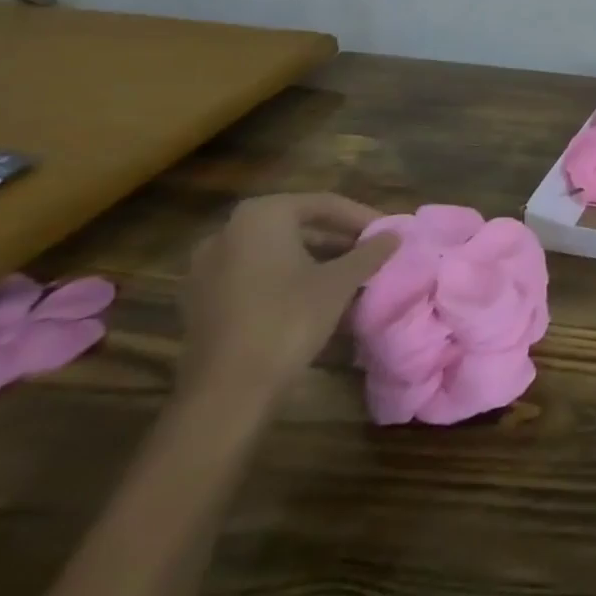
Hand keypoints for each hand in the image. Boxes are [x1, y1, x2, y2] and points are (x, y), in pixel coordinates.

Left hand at [177, 193, 396, 407]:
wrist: (227, 391)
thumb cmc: (288, 319)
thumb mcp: (340, 281)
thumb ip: (370, 252)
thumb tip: (394, 234)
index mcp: (260, 216)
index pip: (323, 204)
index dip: (361, 217)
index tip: (387, 233)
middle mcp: (227, 232)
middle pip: (296, 225)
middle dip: (337, 238)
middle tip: (370, 252)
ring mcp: (206, 268)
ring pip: (274, 252)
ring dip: (314, 259)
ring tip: (349, 275)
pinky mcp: (200, 301)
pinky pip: (254, 276)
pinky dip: (285, 279)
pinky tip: (314, 298)